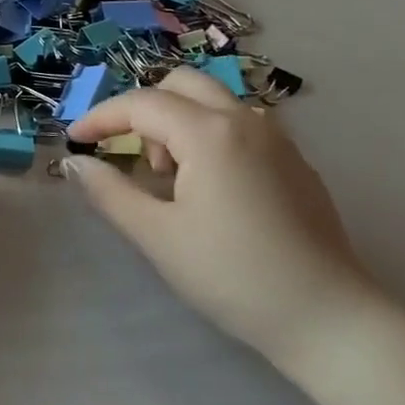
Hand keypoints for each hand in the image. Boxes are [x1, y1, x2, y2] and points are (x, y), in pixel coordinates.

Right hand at [64, 66, 375, 370]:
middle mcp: (245, 120)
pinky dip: (210, 136)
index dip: (101, 118)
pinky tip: (211, 189)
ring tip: (172, 177)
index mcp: (209, 133)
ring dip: (180, 121)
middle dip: (144, 109)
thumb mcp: (158, 236)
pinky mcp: (296, 161)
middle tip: (132, 155)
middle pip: (181, 84)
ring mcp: (277, 138)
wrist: (329, 320)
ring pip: (214, 101)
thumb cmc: (232, 276)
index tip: (75, 140)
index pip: (141, 104)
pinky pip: (241, 125)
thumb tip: (76, 164)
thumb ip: (110, 192)